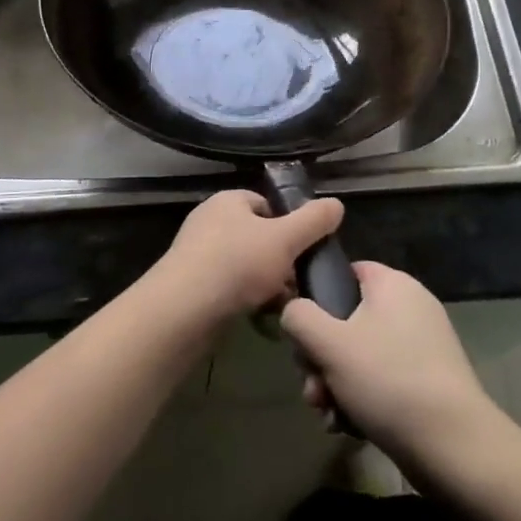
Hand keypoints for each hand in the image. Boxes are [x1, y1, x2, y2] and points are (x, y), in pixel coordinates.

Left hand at [153, 190, 343, 321]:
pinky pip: (230, 289)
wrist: (184, 309)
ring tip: (283, 306)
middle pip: (258, 239)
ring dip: (267, 286)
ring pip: (246, 268)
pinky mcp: (193, 286)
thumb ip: (313, 221)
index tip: (305, 250)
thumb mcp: (285, 238)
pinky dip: (247, 301)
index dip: (289, 226)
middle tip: (298, 284)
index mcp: (228, 201)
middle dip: (281, 262)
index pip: (266, 205)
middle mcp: (210, 222)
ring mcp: (198, 255)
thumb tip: (336, 204)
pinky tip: (261, 319)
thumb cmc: (237, 263)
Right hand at [282, 262, 497, 467]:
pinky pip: (380, 380)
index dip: (316, 298)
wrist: (453, 448)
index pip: (344, 272)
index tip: (302, 333)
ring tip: (327, 413)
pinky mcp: (426, 382)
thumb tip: (293, 311)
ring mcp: (421, 346)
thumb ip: (299, 316)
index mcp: (393, 285)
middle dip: (320, 356)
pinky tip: (346, 425)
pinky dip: (359, 399)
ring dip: (334, 383)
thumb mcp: (329, 343)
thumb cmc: (387, 380)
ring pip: (358, 355)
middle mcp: (410, 308)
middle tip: (312, 385)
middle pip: (345, 319)